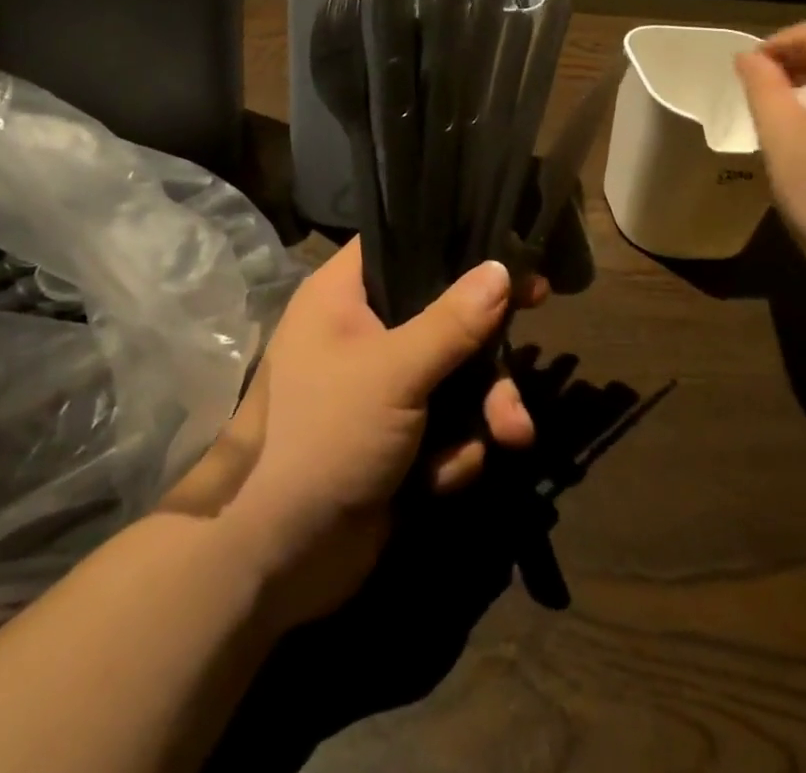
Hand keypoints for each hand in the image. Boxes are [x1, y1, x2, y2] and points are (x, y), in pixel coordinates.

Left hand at [157, 239, 543, 629]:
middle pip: (443, 317)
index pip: (404, 247)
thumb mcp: (393, 371)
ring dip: (485, 408)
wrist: (275, 558)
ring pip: (455, 377)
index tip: (510, 257)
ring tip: (510, 436)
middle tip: (530, 350)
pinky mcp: (396, 441)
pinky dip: (454, 452)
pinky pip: (446, 428)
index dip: (457, 249)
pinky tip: (441, 479)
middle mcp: (362, 333)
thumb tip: (501, 268)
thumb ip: (452, 320)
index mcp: (343, 297)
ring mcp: (380, 390)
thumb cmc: (324, 436)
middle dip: (488, 352)